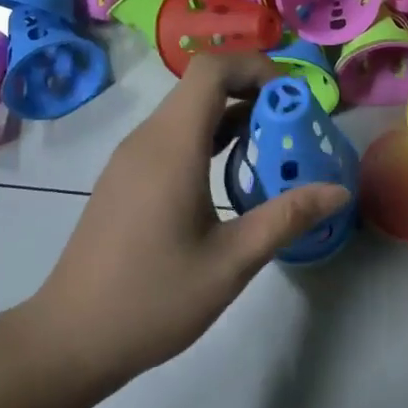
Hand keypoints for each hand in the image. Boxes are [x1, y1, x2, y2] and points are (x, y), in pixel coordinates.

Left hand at [33, 53, 349, 384]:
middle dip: (252, 90)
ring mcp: (131, 157)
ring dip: (231, 114)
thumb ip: (286, 218)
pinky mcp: (125, 177)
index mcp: (172, 147)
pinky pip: (172, 135)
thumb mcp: (231, 262)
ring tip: (271, 145)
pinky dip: (207, 136)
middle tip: (292, 123)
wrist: (69, 339)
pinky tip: (231, 172)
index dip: (256, 67)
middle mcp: (147, 139)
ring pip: (186, 110)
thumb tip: (339, 190)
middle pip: (201, 84)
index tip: (293, 98)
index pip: (212, 70)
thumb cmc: (152, 299)